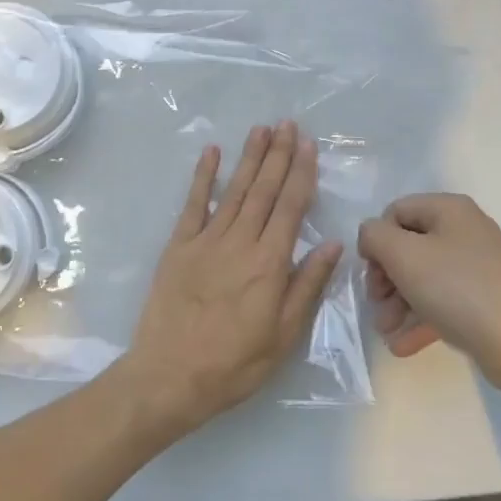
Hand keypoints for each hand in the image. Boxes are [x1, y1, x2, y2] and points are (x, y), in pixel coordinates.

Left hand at [118, 121, 343, 434]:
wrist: (169, 377)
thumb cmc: (234, 363)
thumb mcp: (284, 335)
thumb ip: (307, 285)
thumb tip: (332, 244)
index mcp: (269, 263)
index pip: (290, 207)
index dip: (301, 173)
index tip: (308, 145)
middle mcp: (240, 242)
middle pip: (264, 189)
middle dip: (278, 154)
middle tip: (288, 124)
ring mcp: (206, 240)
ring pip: (234, 190)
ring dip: (249, 157)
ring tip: (261, 129)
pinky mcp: (179, 246)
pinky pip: (193, 204)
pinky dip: (202, 176)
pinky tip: (212, 152)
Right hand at [358, 193, 500, 393]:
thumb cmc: (455, 289)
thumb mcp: (403, 255)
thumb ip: (375, 236)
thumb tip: (371, 236)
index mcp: (449, 209)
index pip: (396, 212)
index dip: (377, 240)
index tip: (370, 273)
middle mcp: (464, 230)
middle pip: (408, 245)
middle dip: (386, 278)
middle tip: (376, 304)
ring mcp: (476, 265)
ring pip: (423, 276)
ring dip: (398, 303)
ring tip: (386, 331)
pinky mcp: (482, 297)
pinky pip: (441, 300)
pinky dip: (420, 317)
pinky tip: (401, 345)